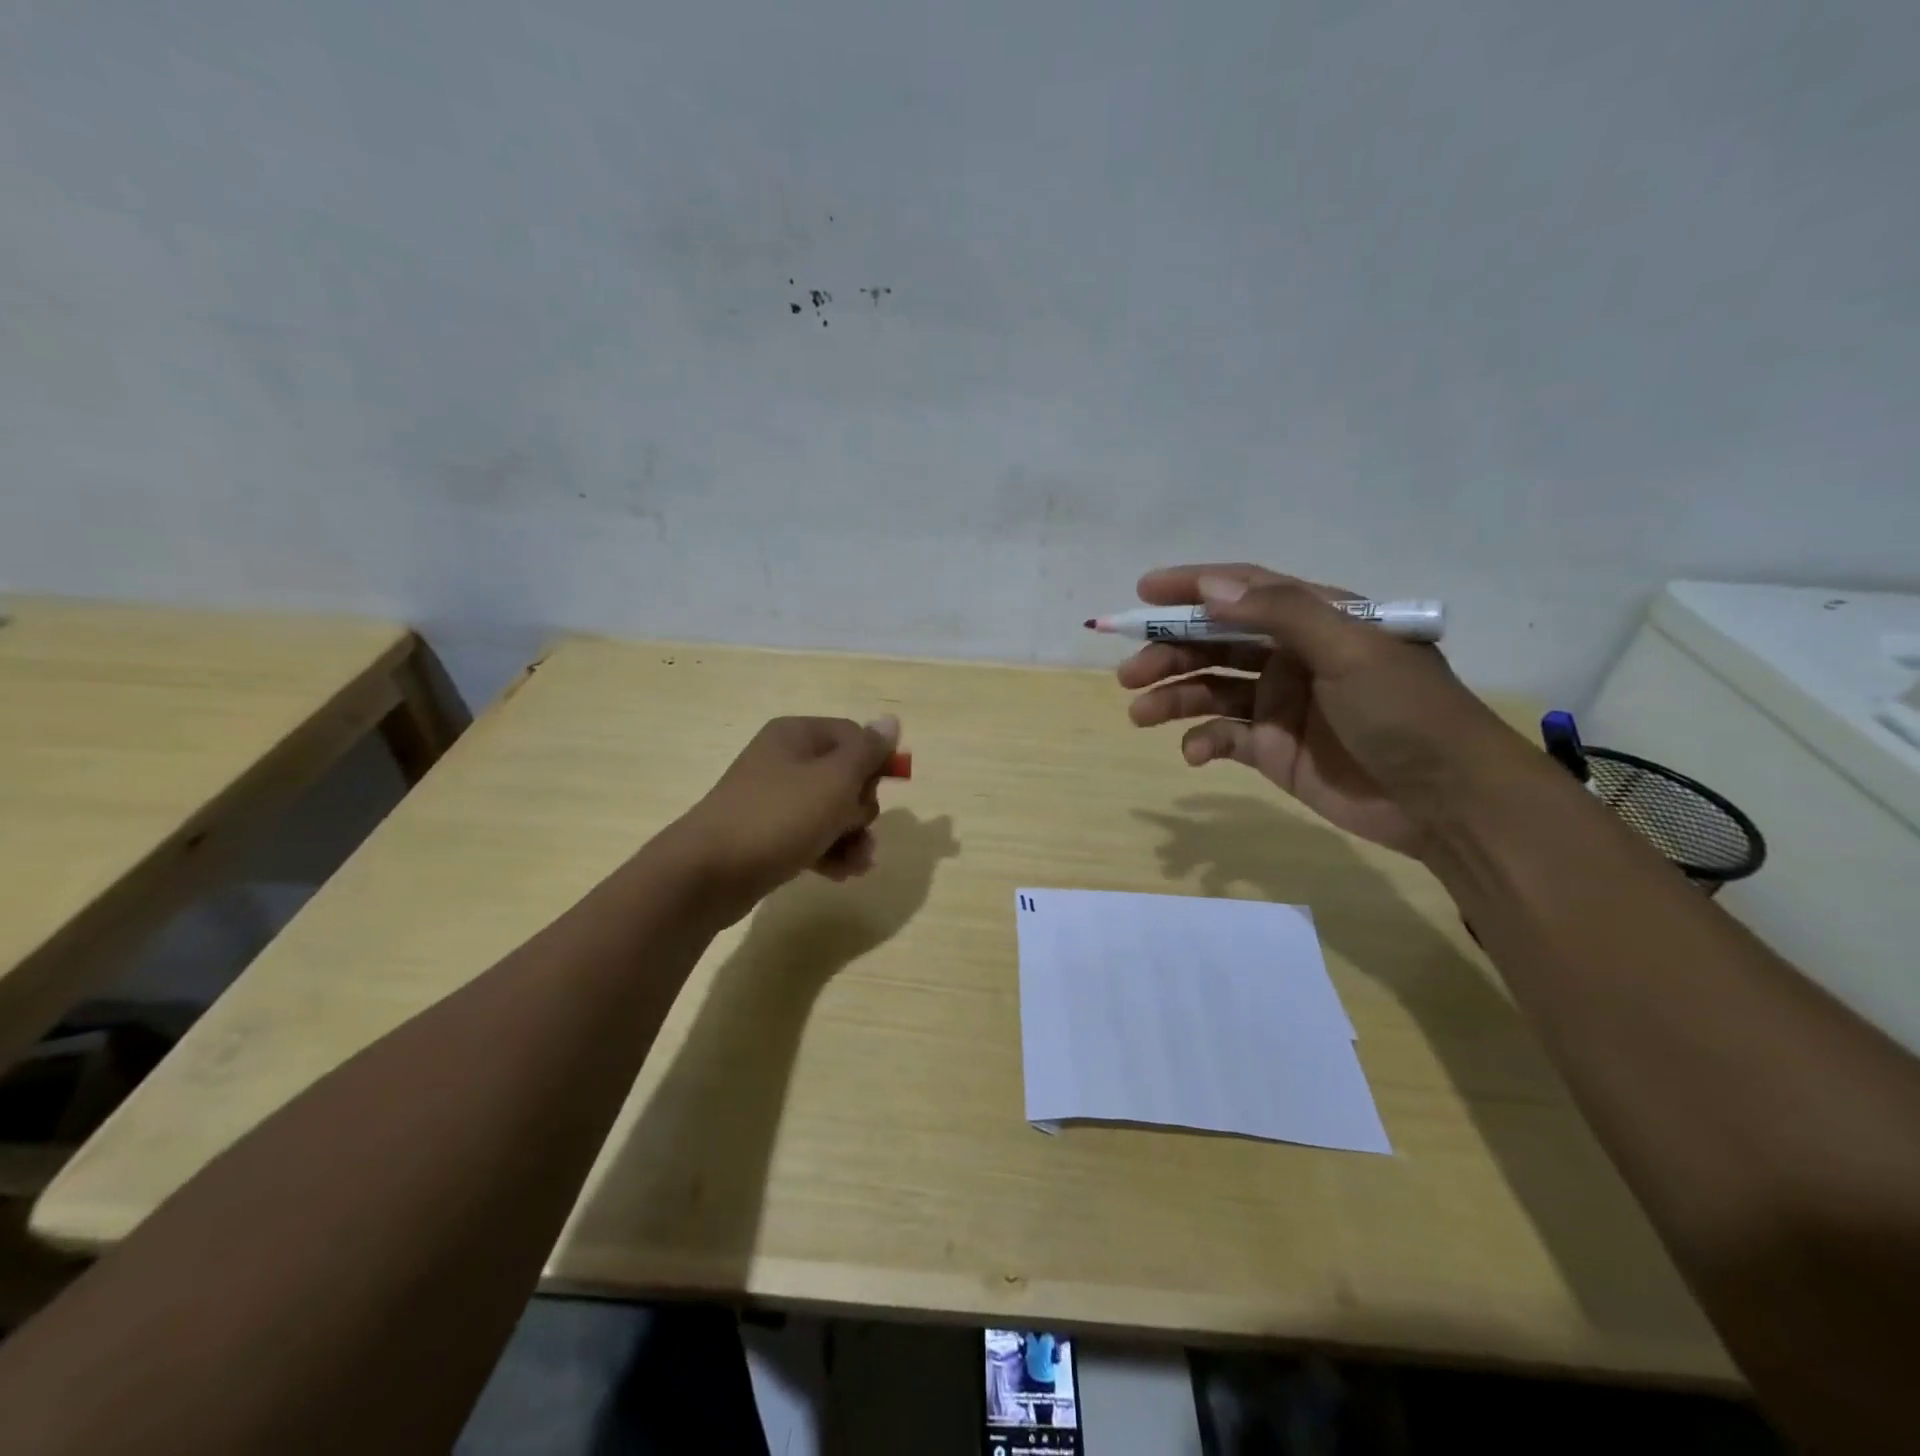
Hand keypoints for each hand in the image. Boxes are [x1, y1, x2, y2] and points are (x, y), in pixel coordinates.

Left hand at [671, 715, 901, 922]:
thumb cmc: (779, 817)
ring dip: (852, 837)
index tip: (880, 791)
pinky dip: (830, 852)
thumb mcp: (834, 780)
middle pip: (846, 776)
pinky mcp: (768, 835)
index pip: (854, 736)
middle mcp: (784, 760)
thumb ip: (868, 751)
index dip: (874, 763)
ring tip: (858, 863)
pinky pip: (812, 836)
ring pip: (832, 811)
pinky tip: (842, 874)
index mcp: (797, 735)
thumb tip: (891, 720)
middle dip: (862, 808)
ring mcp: (774, 799)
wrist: (708, 873)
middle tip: (856, 827)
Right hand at [1120, 563, 1526, 858]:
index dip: (1191, 588)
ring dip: (1173, 696)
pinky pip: (1223, 738)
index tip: (1142, 594)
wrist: (1449, 803)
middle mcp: (1292, 656)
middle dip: (1169, 653)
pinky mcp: (1273, 750)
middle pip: (1215, 642)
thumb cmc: (1407, 714)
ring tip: (1139, 713)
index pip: (1243, 590)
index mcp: (1316, 620)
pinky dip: (1202, 742)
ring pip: (1210, 690)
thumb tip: (1211, 586)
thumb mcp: (1352, 651)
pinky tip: (1195, 753)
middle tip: (1130, 673)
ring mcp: (1280, 704)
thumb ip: (1282, 614)